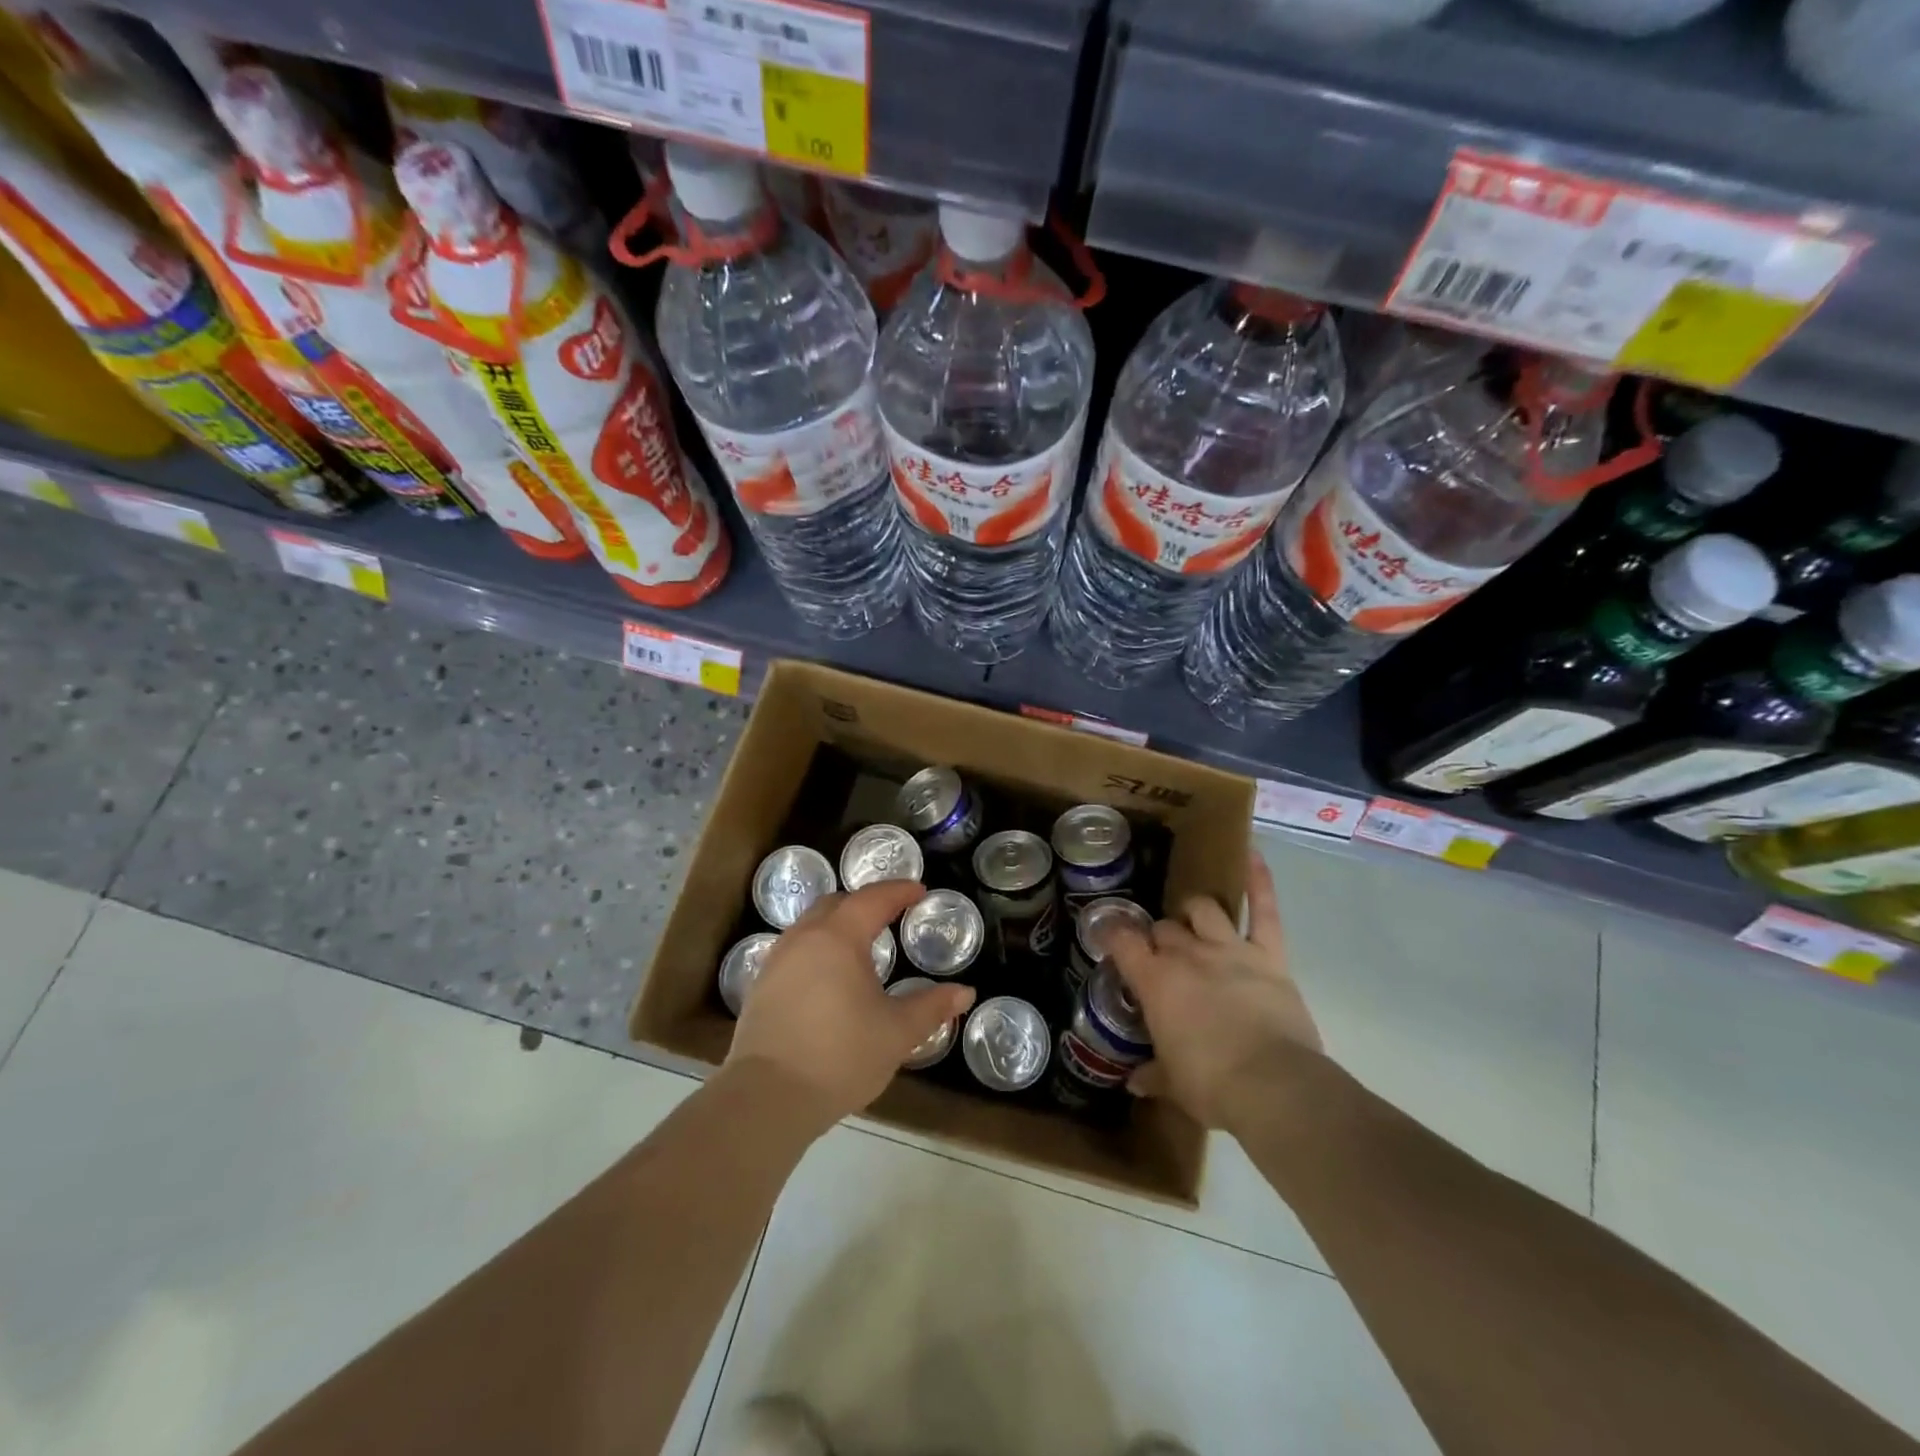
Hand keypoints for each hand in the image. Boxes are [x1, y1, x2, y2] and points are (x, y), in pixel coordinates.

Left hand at [726, 881, 975, 1128]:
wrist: (767, 1098)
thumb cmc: (840, 1057)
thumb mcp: (897, 1033)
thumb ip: (932, 1007)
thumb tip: (965, 992)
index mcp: (839, 937)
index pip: (873, 899)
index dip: (899, 891)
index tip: (919, 891)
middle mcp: (804, 938)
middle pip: (836, 904)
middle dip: (865, 903)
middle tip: (890, 915)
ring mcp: (777, 960)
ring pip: (811, 925)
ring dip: (837, 924)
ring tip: (860, 945)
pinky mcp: (760, 986)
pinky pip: (795, 950)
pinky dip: (817, 948)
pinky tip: (828, 977)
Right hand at [1105, 850, 1321, 1132]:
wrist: (1274, 1086)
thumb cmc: (1212, 1085)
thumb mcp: (1174, 1084)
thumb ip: (1153, 1075)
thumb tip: (1134, 1080)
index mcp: (1156, 981)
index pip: (1123, 942)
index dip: (1113, 935)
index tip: (1109, 936)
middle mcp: (1187, 954)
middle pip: (1164, 928)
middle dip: (1159, 936)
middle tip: (1161, 953)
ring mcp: (1229, 948)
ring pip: (1203, 909)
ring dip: (1194, 911)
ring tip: (1192, 917)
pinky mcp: (1268, 954)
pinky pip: (1263, 910)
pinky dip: (1259, 881)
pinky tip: (1252, 854)